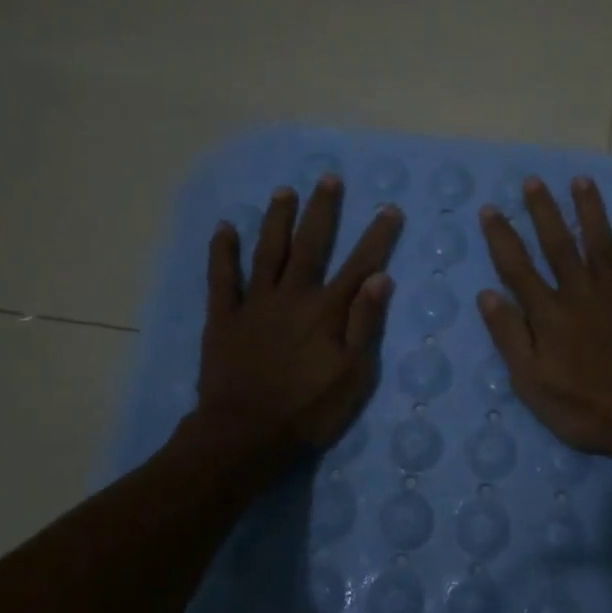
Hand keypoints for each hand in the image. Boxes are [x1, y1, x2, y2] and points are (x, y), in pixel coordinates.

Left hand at [191, 175, 403, 461]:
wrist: (244, 434)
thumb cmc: (308, 410)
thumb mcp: (353, 375)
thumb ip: (366, 325)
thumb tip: (381, 278)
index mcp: (327, 311)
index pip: (359, 265)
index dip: (377, 237)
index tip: (389, 209)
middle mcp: (292, 296)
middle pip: (310, 245)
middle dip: (322, 210)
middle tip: (329, 178)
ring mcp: (255, 304)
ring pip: (268, 251)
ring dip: (277, 219)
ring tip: (284, 190)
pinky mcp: (224, 318)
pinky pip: (222, 277)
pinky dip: (223, 252)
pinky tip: (225, 228)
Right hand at [477, 175, 611, 468]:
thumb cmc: (582, 408)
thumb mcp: (531, 382)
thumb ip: (510, 336)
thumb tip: (487, 294)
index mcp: (549, 313)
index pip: (518, 267)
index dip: (502, 237)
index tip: (491, 209)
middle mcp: (581, 292)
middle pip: (558, 244)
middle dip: (544, 211)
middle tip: (533, 181)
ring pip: (602, 243)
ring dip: (591, 211)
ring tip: (582, 181)